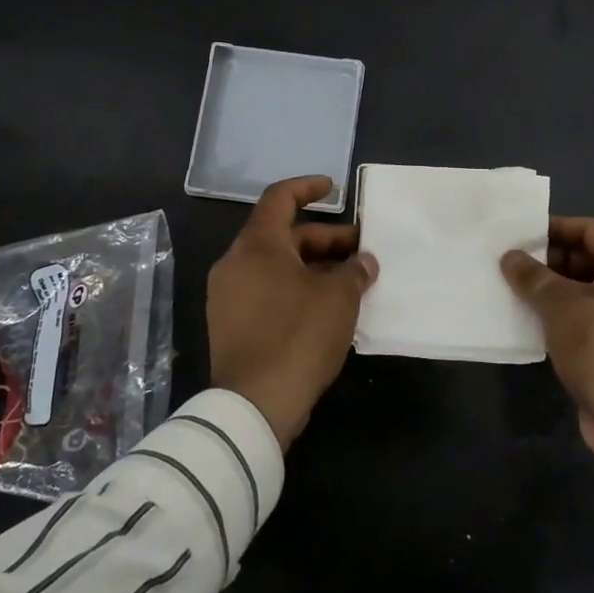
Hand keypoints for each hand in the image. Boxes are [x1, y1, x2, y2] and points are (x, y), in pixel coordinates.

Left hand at [208, 175, 377, 449]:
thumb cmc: (298, 335)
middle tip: (362, 252)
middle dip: (326, 240)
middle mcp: (235, 264)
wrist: (255, 404)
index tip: (334, 188)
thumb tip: (364, 261)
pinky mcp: (231, 326)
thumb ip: (355, 271)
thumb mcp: (339, 298)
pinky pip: (268, 293)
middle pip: (284, 236)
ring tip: (352, 281)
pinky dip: (297, 290)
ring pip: (277, 267)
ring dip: (314, 268)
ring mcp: (229, 297)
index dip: (308, 187)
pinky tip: (328, 308)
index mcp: (257, 246)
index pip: (279, 198)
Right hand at [500, 216, 593, 468]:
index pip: (592, 230)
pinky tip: (539, 318)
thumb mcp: (560, 307)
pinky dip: (570, 313)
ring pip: (593, 290)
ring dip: (559, 288)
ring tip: (521, 289)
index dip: (557, 228)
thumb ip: (533, 277)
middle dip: (554, 260)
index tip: (524, 234)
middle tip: (517, 264)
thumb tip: (510, 256)